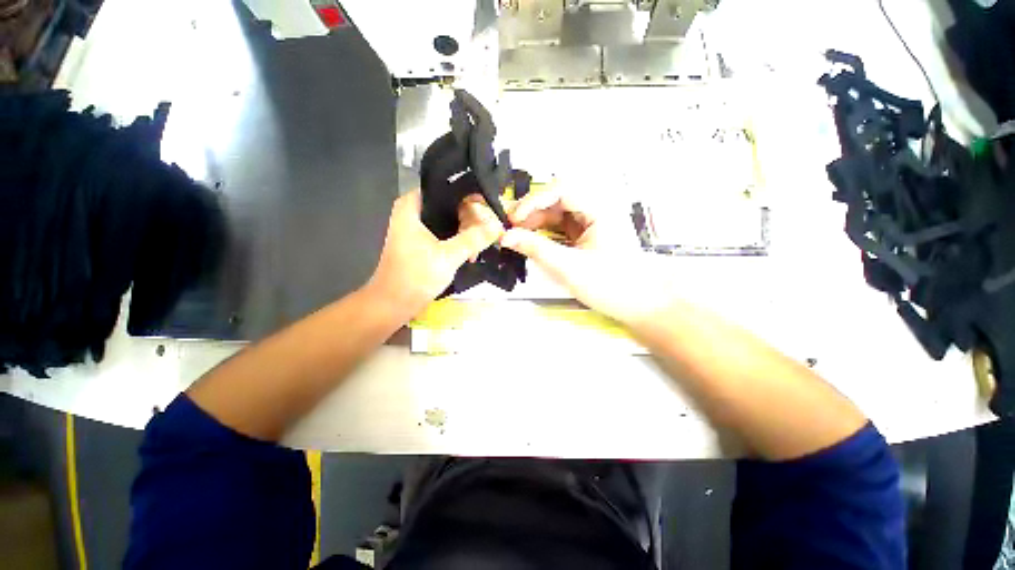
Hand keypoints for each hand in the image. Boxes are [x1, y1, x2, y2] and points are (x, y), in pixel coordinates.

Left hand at [368, 190, 502, 317]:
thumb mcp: (448, 256)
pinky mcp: (423, 243)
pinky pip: (446, 234)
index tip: (489, 210)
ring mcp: (418, 228)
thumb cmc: (415, 276)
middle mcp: (414, 211)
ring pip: (450, 221)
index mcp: (412, 205)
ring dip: (467, 232)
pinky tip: (472, 252)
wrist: (394, 304)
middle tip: (487, 234)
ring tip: (481, 246)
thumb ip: (474, 239)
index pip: (447, 188)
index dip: (470, 197)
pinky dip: (459, 241)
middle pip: (450, 205)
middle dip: (471, 220)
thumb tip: (498, 225)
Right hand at [500, 185, 672, 324]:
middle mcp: (595, 209)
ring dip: (536, 222)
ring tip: (517, 236)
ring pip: (557, 214)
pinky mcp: (587, 236)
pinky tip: (533, 242)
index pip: (561, 190)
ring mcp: (591, 223)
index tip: (514, 220)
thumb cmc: (612, 285)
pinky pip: (561, 228)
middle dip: (532, 212)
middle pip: (557, 200)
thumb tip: (506, 236)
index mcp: (599, 208)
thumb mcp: (569, 267)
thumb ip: (536, 249)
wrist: (641, 304)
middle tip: (511, 228)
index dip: (534, 201)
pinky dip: (545, 233)